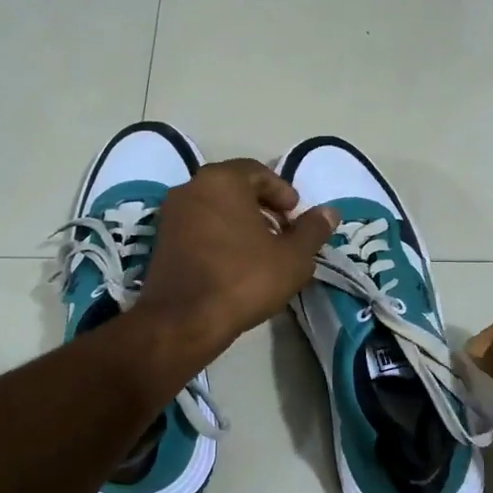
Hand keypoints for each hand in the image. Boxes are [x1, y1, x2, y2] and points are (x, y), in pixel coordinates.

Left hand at [136, 159, 338, 364]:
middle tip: (283, 232)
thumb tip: (330, 211)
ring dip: (240, 222)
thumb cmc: (244, 279)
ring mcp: (171, 215)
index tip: (296, 215)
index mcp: (221, 180)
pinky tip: (235, 264)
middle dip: (262, 207)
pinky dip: (219, 236)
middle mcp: (191, 188)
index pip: (258, 172)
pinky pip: (198, 228)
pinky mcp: (162, 242)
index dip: (282, 192)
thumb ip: (313, 230)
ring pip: (215, 208)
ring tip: (262, 251)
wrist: (184, 320)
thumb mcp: (293, 257)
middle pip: (234, 188)